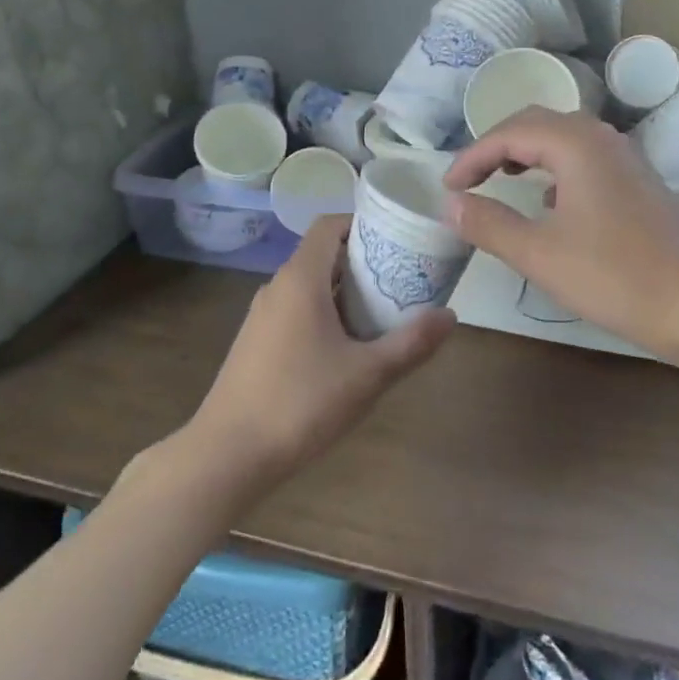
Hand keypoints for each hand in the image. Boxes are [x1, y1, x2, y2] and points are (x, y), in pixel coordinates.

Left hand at [191, 214, 453, 484]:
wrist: (227, 455)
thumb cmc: (300, 403)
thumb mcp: (367, 375)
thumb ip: (411, 343)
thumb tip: (451, 316)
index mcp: (301, 279)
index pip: (329, 225)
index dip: (363, 224)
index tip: (397, 241)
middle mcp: (277, 287)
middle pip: (324, 255)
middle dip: (364, 262)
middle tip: (403, 281)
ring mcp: (262, 316)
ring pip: (310, 286)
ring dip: (346, 292)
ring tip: (383, 314)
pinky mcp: (256, 343)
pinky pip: (297, 311)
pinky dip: (325, 314)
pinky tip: (346, 350)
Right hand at [443, 108, 678, 362]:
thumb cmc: (613, 276)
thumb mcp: (538, 253)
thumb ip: (489, 224)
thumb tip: (452, 204)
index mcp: (575, 143)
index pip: (509, 133)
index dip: (472, 156)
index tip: (448, 187)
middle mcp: (601, 138)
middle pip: (537, 123)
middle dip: (497, 145)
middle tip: (470, 177)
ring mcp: (625, 158)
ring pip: (564, 138)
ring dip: (527, 152)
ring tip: (502, 179)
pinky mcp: (638, 181)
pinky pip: (584, 158)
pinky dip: (555, 168)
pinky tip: (550, 202)